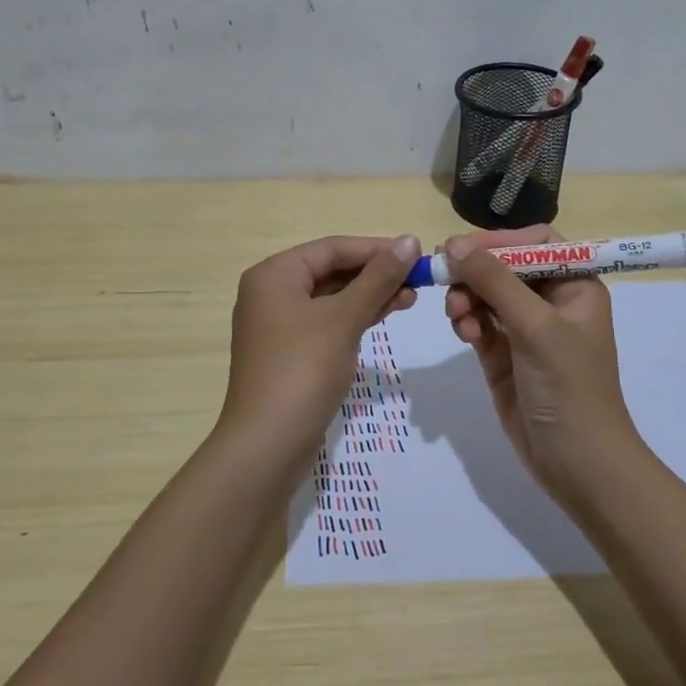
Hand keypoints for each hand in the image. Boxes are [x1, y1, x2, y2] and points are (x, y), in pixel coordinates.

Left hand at [219, 235, 420, 455]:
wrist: (268, 445)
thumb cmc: (303, 370)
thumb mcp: (343, 318)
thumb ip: (378, 277)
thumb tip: (409, 240)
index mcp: (274, 275)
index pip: (332, 248)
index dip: (376, 248)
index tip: (416, 254)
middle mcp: (271, 293)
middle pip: (331, 271)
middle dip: (375, 274)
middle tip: (418, 280)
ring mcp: (279, 325)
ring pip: (332, 298)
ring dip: (370, 295)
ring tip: (411, 298)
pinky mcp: (290, 353)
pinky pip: (327, 322)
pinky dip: (356, 317)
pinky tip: (386, 315)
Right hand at [442, 227, 641, 496]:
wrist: (576, 463)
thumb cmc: (569, 387)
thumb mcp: (536, 327)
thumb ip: (495, 281)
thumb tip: (454, 244)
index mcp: (575, 286)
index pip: (536, 243)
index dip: (501, 240)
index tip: (466, 248)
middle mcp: (550, 302)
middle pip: (504, 266)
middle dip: (476, 272)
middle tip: (446, 278)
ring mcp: (525, 330)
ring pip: (485, 294)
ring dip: (467, 298)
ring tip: (458, 317)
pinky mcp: (503, 356)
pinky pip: (478, 324)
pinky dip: (467, 323)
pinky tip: (465, 335)